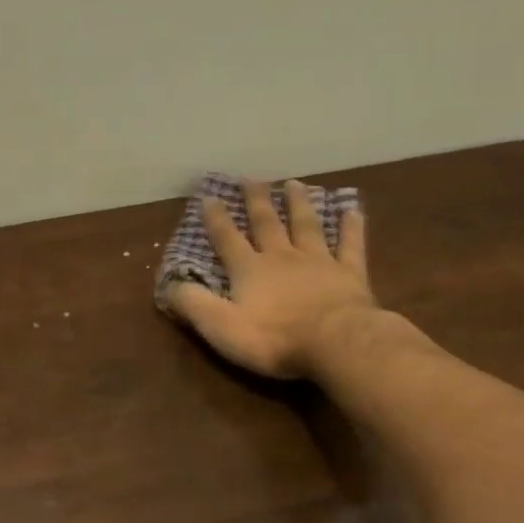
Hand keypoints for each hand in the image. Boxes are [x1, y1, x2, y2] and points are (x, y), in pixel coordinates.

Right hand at [167, 178, 376, 378]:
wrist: (335, 343)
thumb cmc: (273, 338)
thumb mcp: (221, 327)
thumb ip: (194, 304)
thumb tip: (170, 284)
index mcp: (249, 270)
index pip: (227, 239)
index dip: (216, 219)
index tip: (209, 196)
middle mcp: (282, 257)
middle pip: (267, 223)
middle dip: (256, 201)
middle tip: (252, 178)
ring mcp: (319, 262)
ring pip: (307, 225)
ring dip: (299, 204)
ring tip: (294, 183)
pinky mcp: (350, 274)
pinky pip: (350, 245)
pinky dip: (351, 227)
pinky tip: (353, 210)